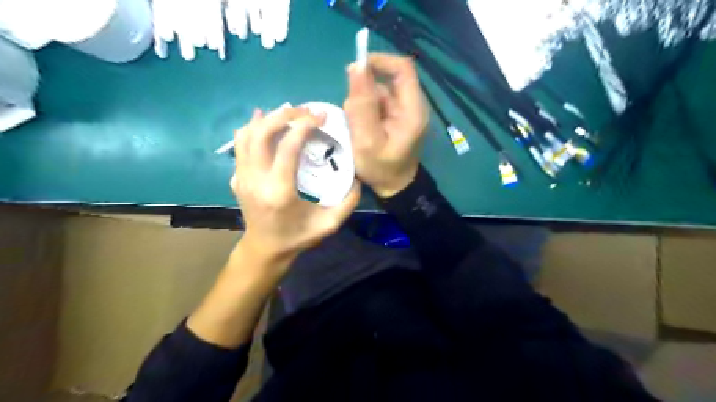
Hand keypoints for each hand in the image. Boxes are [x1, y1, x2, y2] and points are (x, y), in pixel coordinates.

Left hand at [231, 108, 361, 270]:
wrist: (265, 249)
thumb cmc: (297, 237)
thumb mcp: (329, 224)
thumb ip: (348, 202)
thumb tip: (358, 177)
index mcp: (280, 191)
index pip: (287, 147)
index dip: (304, 126)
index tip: (320, 117)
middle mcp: (256, 180)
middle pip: (262, 133)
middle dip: (285, 115)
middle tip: (305, 110)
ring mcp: (242, 177)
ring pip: (247, 135)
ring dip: (267, 118)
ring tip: (288, 112)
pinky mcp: (237, 177)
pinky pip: (239, 145)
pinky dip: (251, 128)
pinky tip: (262, 119)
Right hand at [345, 54, 426, 198]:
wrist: (394, 187)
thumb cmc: (382, 169)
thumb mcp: (367, 140)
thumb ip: (361, 106)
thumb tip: (356, 67)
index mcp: (412, 109)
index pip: (402, 68)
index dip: (379, 61)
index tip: (355, 70)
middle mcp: (411, 105)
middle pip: (386, 81)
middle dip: (364, 93)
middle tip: (353, 117)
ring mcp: (403, 112)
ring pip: (378, 93)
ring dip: (362, 105)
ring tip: (357, 130)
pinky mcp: (395, 118)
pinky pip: (377, 105)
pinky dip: (364, 113)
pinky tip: (361, 131)